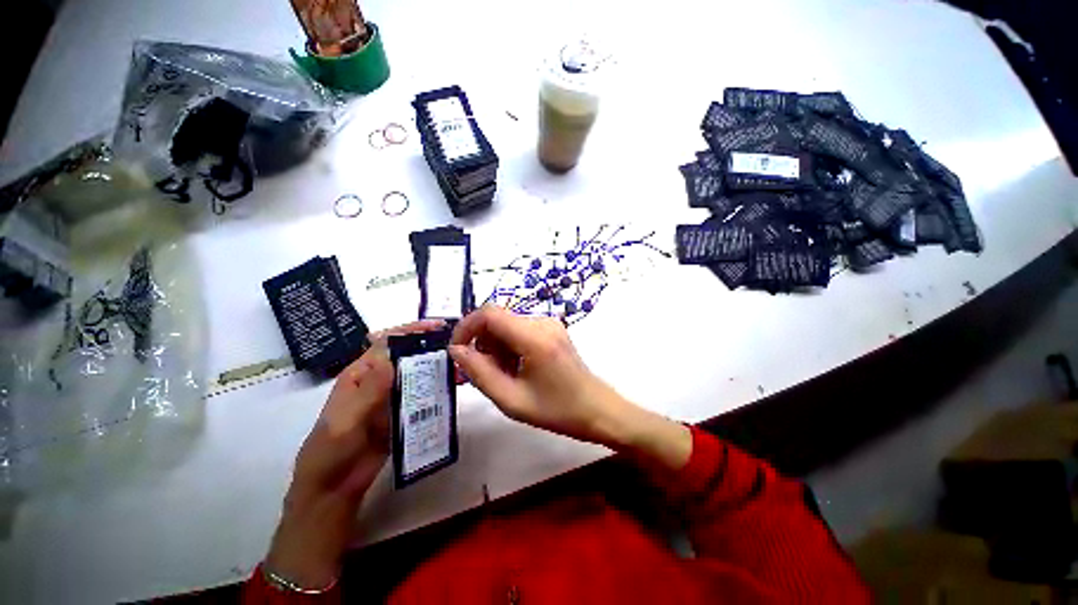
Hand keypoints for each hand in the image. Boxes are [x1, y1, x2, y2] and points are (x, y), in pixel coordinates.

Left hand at [265, 319, 443, 589]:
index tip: (436, 327)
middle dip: (429, 347)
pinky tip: (452, 388)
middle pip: (406, 356)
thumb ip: (369, 391)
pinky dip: (436, 389)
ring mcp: (391, 397)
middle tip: (457, 344)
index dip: (410, 331)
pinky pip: (421, 396)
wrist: (334, 490)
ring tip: (460, 365)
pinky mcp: (402, 413)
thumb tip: (391, 356)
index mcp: (360, 374)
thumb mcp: (345, 421)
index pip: (386, 343)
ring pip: (416, 374)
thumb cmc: (330, 452)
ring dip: (436, 367)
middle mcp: (378, 380)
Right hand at [449, 305, 637, 446]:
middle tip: (481, 373)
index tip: (457, 351)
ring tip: (504, 375)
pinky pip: (519, 329)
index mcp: (534, 337)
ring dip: (496, 347)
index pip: (489, 313)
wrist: (596, 408)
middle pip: (497, 320)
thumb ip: (479, 373)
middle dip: (482, 344)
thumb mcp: (511, 399)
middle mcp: (542, 322)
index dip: (466, 327)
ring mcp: (549, 323)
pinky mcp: (552, 328)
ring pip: (507, 325)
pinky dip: (509, 346)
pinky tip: (517, 368)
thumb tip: (456, 350)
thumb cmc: (556, 410)